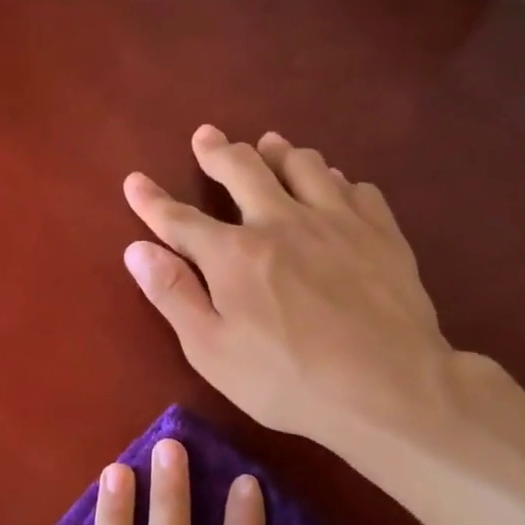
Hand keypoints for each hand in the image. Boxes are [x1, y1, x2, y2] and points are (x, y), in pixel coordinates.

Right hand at [123, 125, 458, 453]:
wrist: (389, 388)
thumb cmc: (287, 381)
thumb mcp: (212, 351)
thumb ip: (174, 296)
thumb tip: (138, 250)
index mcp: (235, 254)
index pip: (181, 219)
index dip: (152, 201)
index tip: (134, 180)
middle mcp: (282, 221)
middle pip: (244, 170)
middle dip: (218, 152)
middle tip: (207, 137)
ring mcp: (337, 221)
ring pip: (304, 165)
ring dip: (279, 152)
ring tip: (269, 144)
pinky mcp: (381, 232)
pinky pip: (354, 187)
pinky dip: (334, 180)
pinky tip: (334, 186)